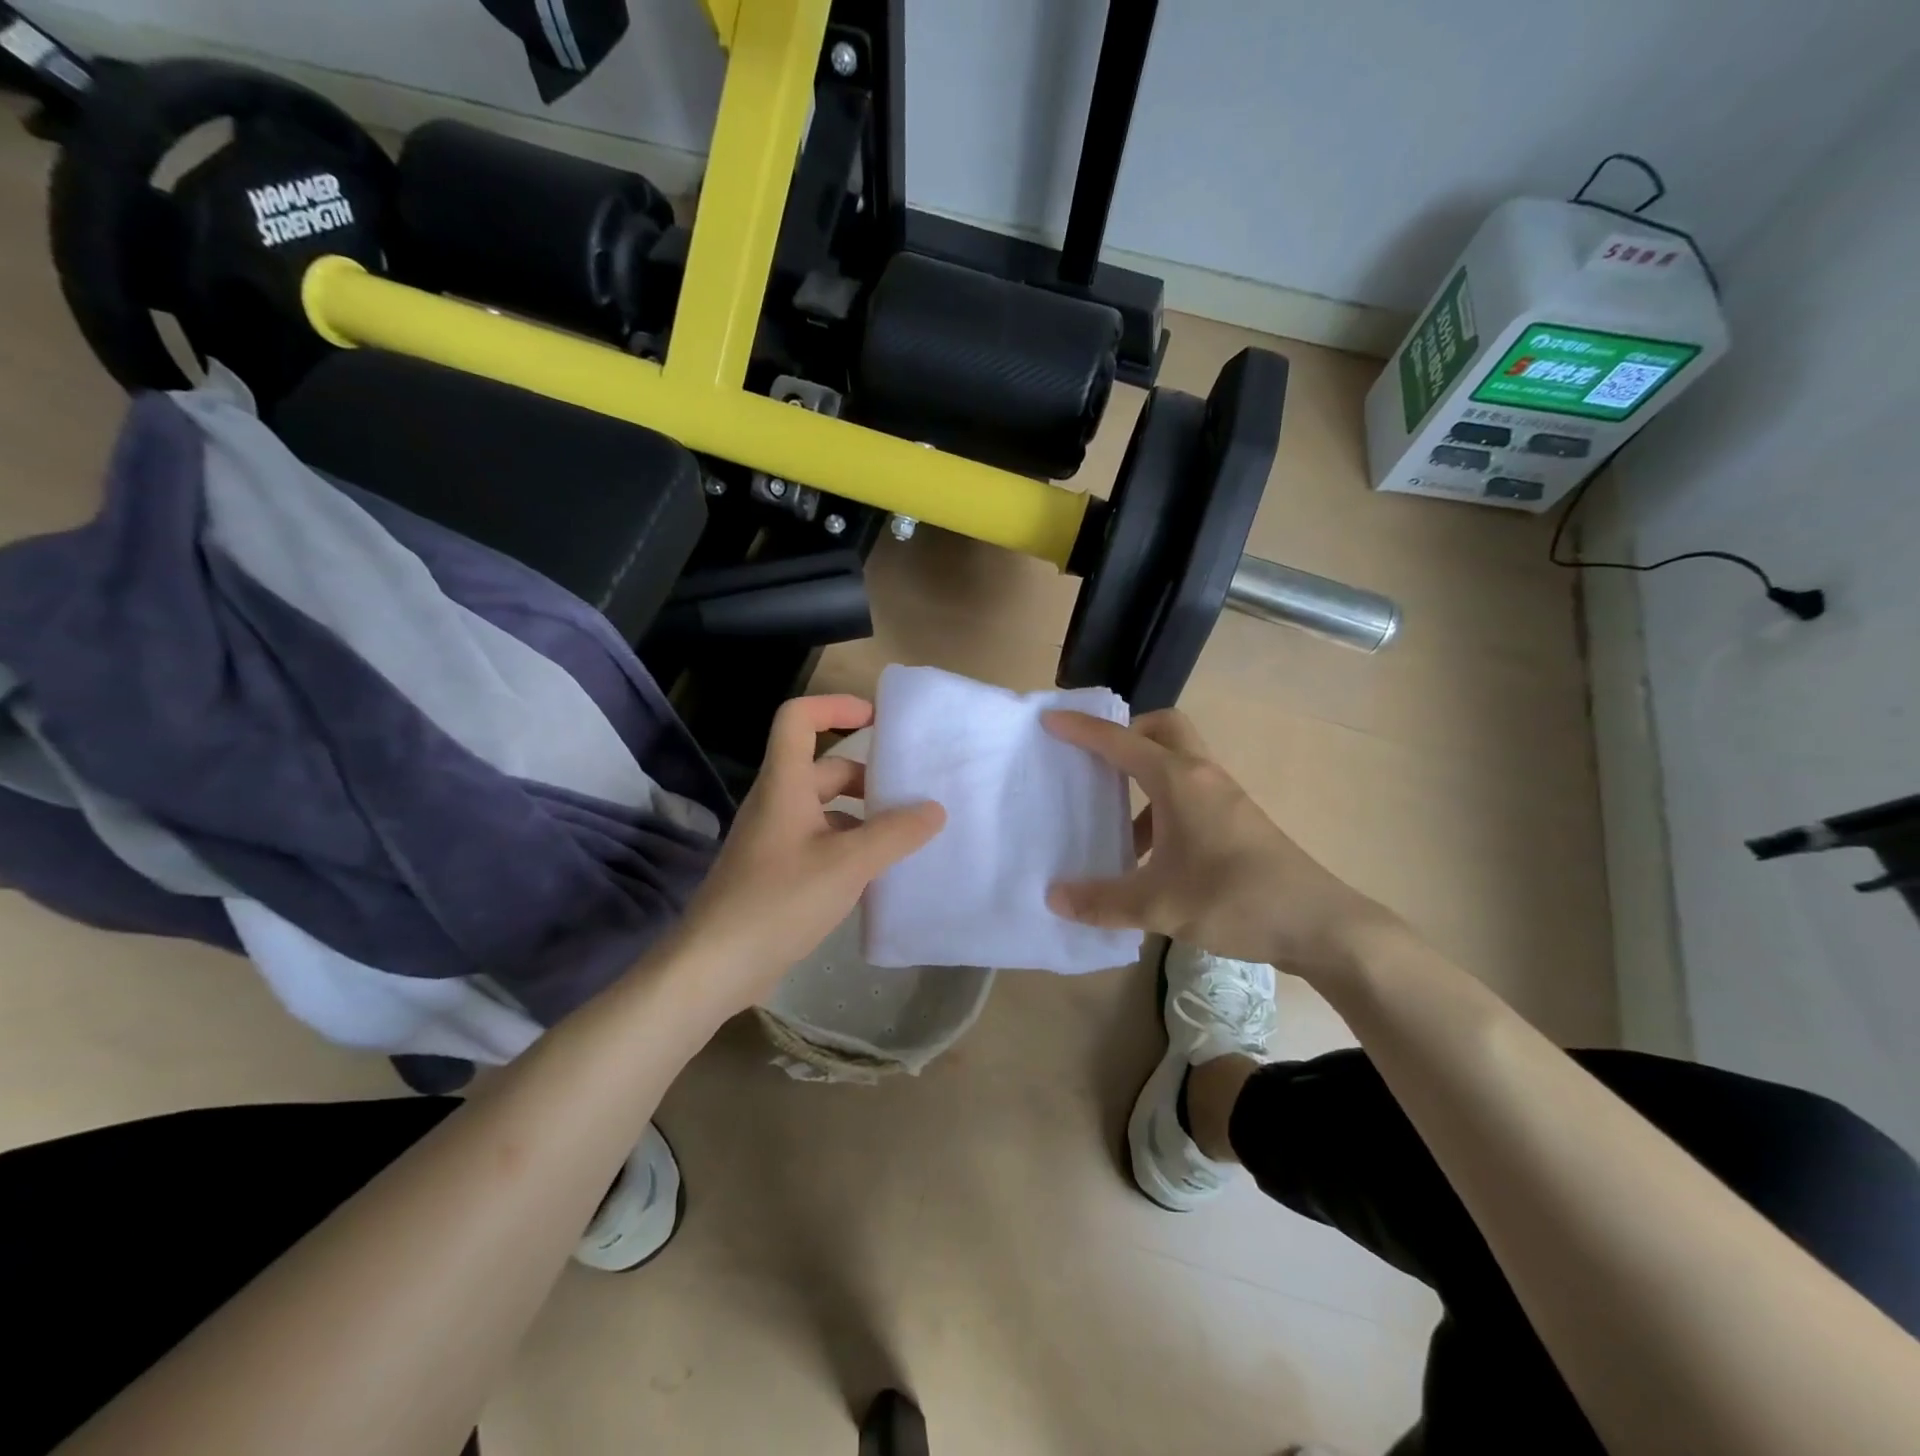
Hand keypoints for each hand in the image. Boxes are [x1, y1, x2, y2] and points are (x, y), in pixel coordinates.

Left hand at [669, 695, 944, 1018]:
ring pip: (825, 810)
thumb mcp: (847, 864)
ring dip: (863, 816)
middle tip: (911, 794)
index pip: (798, 718)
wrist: (715, 966)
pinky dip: (850, 847)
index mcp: (785, 785)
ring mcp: (774, 839)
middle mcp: (777, 803)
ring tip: (905, 836)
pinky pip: (820, 842)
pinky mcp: (776, 872)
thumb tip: (935, 809)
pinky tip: (877, 873)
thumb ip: (895, 833)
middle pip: (823, 768)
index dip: (835, 706)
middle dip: (868, 776)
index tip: (878, 719)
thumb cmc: (778, 901)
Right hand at [1042, 708, 1391, 975]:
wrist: (1319, 923)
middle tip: (1094, 761)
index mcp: (1178, 781)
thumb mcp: (1159, 906)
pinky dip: (1161, 806)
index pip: (1121, 742)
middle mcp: (1201, 776)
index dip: (1083, 730)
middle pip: (1162, 728)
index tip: (1051, 722)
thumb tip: (1053, 898)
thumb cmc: (1235, 900)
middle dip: (1125, 733)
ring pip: (1177, 761)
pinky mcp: (1236, 819)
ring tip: (1112, 817)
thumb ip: (1102, 901)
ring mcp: (1224, 796)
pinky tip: (1148, 854)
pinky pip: (1188, 792)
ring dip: (1142, 775)